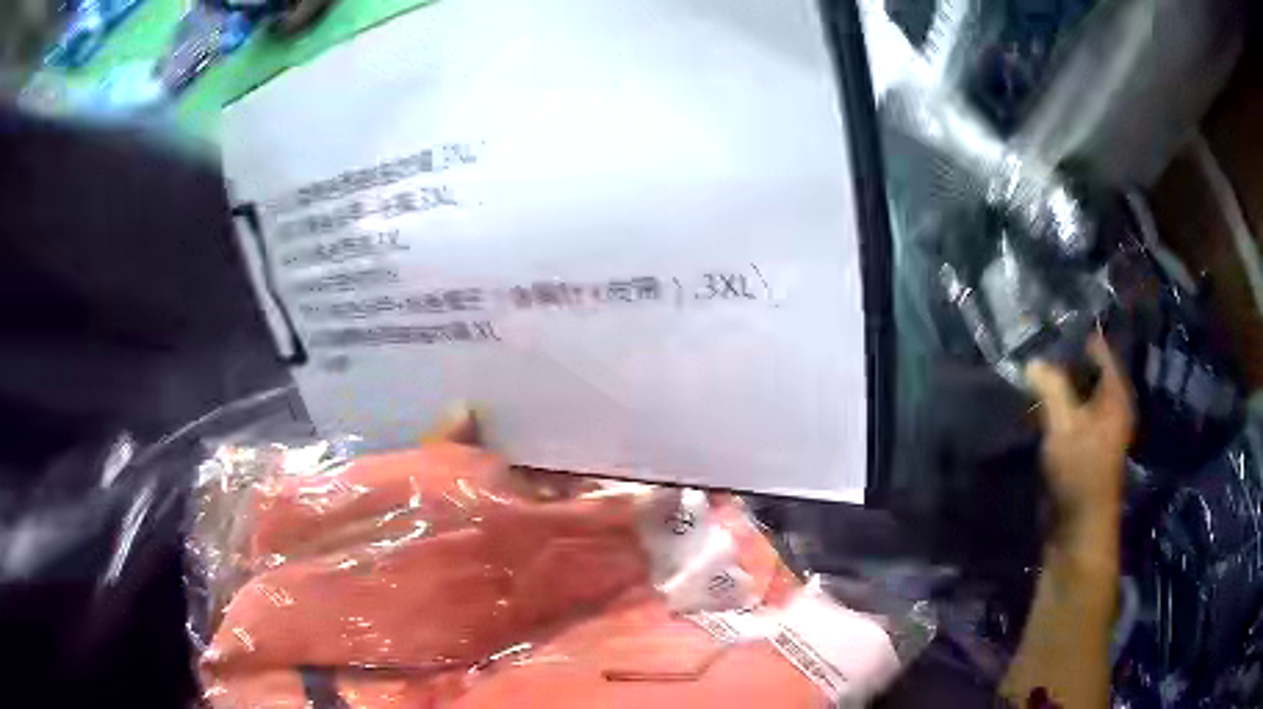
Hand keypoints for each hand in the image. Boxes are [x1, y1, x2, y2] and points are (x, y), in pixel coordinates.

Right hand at [1026, 333, 1134, 531]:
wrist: (1078, 530)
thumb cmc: (1080, 473)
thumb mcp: (1065, 425)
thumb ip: (1051, 388)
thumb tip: (1032, 361)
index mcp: (1115, 393)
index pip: (1097, 347)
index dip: (1074, 333)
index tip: (1045, 322)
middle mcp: (1109, 405)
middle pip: (1085, 369)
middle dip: (1060, 359)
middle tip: (1030, 345)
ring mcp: (1096, 427)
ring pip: (1075, 393)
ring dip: (1055, 385)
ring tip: (1028, 371)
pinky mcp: (1082, 447)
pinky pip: (1069, 415)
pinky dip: (1054, 407)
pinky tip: (1034, 403)